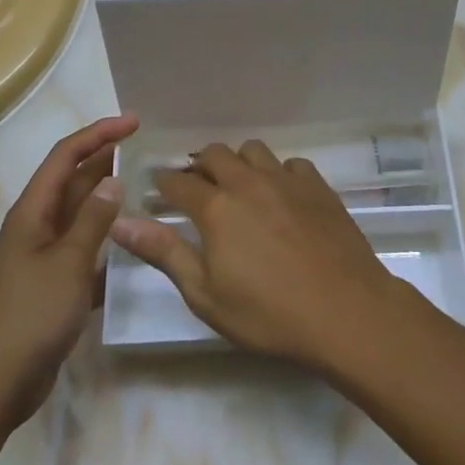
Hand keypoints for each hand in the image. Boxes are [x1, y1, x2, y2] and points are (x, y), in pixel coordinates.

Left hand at [0, 115, 137, 429]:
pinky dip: (105, 242)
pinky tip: (132, 246)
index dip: (99, 134)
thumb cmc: (29, 317)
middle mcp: (35, 227)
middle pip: (72, 182)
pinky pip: (82, 251)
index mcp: (32, 212)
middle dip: (106, 162)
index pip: (66, 156)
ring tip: (146, 191)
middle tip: (147, 152)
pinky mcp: (51, 286)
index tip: (135, 122)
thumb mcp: (68, 263)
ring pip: (79, 217)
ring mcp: (42, 258)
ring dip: (108, 201)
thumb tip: (113, 179)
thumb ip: (93, 219)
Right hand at [109, 140, 403, 370]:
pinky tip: (281, 196)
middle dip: (198, 167)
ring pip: (252, 150)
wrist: (345, 309)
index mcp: (216, 208)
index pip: (177, 183)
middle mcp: (247, 182)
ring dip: (237, 162)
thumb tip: (120, 223)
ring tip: (238, 187)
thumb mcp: (206, 295)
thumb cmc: (268, 314)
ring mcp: (286, 179)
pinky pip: (289, 164)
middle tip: (195, 190)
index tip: (156, 190)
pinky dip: (278, 173)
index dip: (162, 184)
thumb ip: (164, 253)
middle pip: (213, 154)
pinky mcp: (317, 185)